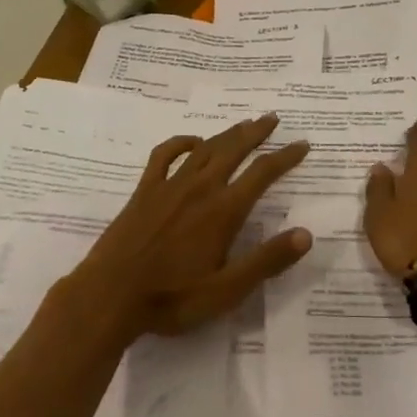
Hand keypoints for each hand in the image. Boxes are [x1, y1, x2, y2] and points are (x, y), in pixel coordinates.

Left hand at [62, 115, 313, 340]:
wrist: (109, 297)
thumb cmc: (172, 299)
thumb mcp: (227, 290)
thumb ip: (267, 261)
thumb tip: (306, 235)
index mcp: (223, 211)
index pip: (262, 173)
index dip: (286, 157)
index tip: (303, 144)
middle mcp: (200, 188)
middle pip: (234, 149)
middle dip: (256, 132)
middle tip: (272, 118)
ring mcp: (170, 186)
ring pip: (205, 148)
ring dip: (227, 133)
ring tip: (243, 123)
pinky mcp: (145, 190)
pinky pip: (164, 155)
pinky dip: (181, 142)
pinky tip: (192, 142)